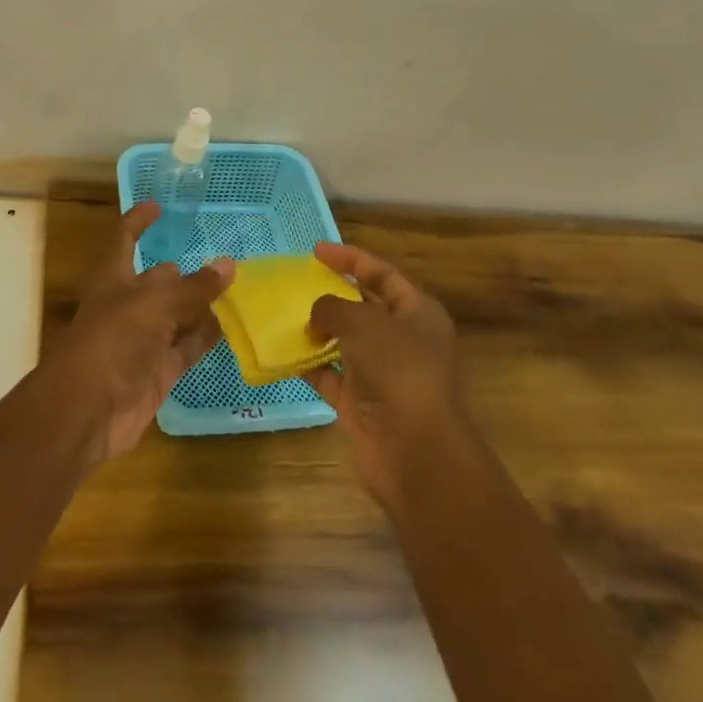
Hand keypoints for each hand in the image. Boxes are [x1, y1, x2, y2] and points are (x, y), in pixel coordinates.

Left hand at [45, 202, 229, 465]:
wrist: (87, 411)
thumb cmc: (113, 341)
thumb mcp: (155, 305)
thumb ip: (194, 288)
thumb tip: (228, 265)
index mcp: (114, 279)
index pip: (126, 240)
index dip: (139, 222)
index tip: (158, 206)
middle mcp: (128, 306)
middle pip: (157, 282)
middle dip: (180, 273)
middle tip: (218, 261)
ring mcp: (143, 341)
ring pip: (177, 316)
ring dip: (200, 305)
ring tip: (235, 290)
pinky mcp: (158, 372)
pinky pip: (187, 348)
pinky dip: (206, 338)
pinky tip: (231, 327)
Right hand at [304, 243, 467, 502]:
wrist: (415, 450)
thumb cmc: (397, 370)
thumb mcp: (362, 322)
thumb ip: (332, 307)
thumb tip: (317, 315)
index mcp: (418, 313)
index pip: (382, 274)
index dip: (351, 259)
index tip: (316, 250)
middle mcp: (403, 340)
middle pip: (364, 307)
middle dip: (333, 294)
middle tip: (298, 281)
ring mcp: (383, 373)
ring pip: (345, 342)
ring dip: (318, 330)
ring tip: (284, 313)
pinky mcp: (362, 402)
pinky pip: (330, 375)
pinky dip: (309, 365)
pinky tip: (284, 352)